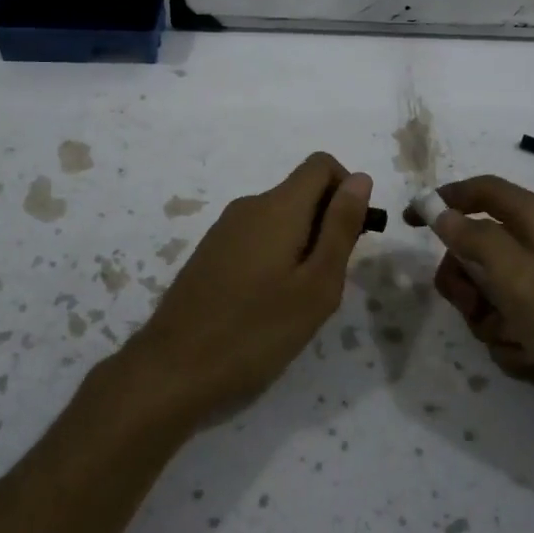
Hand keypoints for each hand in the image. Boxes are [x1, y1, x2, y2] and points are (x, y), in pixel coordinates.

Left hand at [122, 153, 372, 422]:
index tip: (351, 237)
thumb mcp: (317, 285)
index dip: (347, 190)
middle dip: (326, 224)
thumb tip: (359, 178)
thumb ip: (341, 227)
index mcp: (277, 206)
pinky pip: (256, 237)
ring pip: (279, 218)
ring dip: (301, 244)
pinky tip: (266, 303)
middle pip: (300, 192)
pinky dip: (275, 256)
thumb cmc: (257, 330)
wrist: (174, 367)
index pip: (321, 165)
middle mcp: (248, 206)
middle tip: (327, 282)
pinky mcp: (210, 252)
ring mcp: (224, 229)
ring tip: (297, 299)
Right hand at [430, 175, 533, 415]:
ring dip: (492, 319)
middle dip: (468, 282)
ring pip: (493, 290)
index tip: (410, 223)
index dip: (443, 200)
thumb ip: (475, 239)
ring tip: (517, 342)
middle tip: (472, 308)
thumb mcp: (518, 279)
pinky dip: (516, 339)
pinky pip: (515, 318)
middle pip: (479, 247)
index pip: (482, 191)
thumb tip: (440, 210)